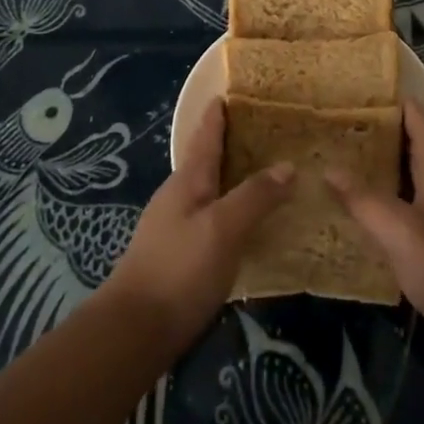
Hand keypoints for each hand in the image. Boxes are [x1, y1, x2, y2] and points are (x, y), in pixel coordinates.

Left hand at [103, 101, 291, 351]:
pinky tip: (249, 223)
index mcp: (187, 181)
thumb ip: (255, 195)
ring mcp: (175, 227)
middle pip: (206, 160)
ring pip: (210, 191)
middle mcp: (178, 197)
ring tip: (265, 172)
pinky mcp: (180, 256)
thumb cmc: (180, 269)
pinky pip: (212, 219)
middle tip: (265, 131)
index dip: (218, 114)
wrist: (135, 331)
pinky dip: (232, 209)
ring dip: (233, 178)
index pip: (205, 136)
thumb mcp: (223, 227)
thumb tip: (288, 165)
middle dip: (231, 143)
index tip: (232, 92)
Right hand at [326, 101, 423, 377]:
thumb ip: (364, 199)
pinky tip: (357, 217)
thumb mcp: (402, 231)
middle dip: (378, 136)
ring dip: (378, 172)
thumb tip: (328, 167)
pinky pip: (407, 215)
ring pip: (408, 183)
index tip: (359, 88)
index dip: (394, 102)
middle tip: (335, 126)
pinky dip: (383, 207)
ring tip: (337, 163)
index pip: (418, 122)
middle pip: (411, 150)